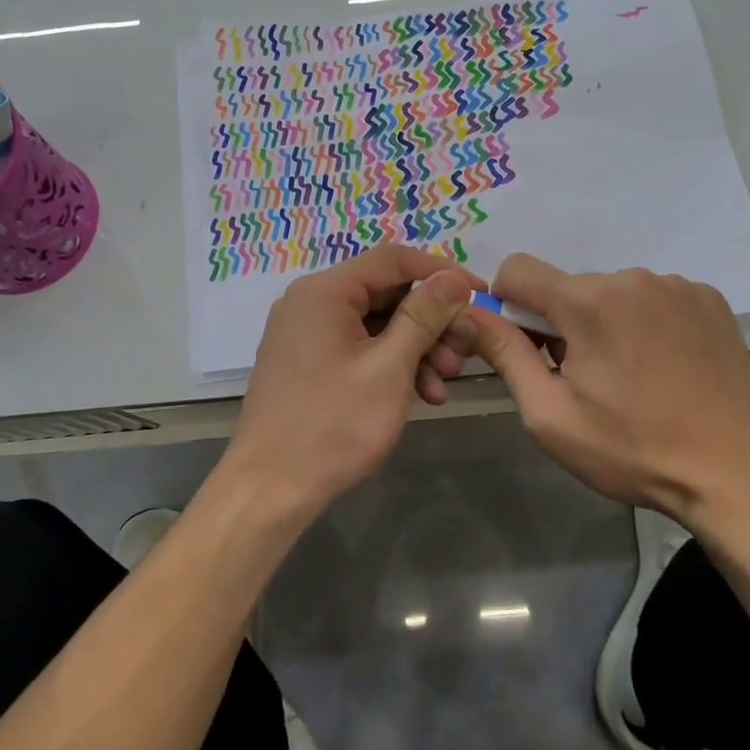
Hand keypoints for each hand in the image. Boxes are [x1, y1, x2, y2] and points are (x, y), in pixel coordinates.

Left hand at [227, 245, 480, 519]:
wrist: (269, 490)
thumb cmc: (333, 425)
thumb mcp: (389, 368)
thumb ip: (423, 316)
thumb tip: (453, 278)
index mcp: (324, 291)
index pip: (393, 259)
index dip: (441, 272)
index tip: (480, 294)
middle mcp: (311, 301)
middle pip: (386, 292)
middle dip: (431, 321)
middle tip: (465, 350)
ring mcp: (306, 333)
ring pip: (376, 323)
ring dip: (416, 347)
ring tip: (445, 383)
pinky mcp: (308, 362)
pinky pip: (359, 347)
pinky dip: (391, 364)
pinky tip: (421, 394)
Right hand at [465, 255, 749, 535]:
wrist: (735, 475)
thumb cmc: (632, 450)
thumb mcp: (550, 414)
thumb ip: (504, 354)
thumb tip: (469, 313)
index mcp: (588, 302)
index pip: (518, 269)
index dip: (507, 303)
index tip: (525, 345)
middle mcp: (631, 278)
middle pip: (568, 286)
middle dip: (562, 322)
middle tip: (584, 378)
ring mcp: (677, 285)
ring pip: (612, 292)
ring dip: (605, 322)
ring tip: (630, 377)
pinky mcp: (710, 298)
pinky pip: (655, 297)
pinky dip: (646, 322)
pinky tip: (665, 366)